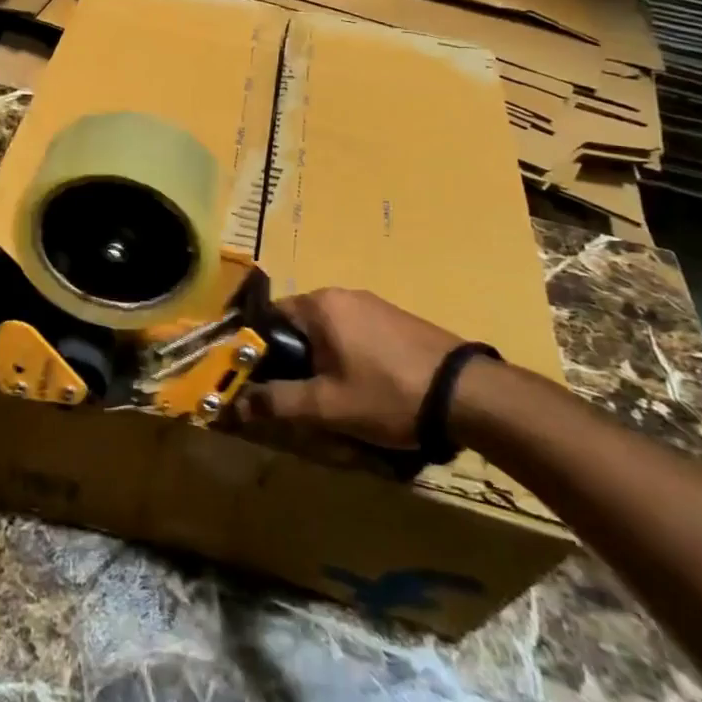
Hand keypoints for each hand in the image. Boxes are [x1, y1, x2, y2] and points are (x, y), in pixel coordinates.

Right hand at [238, 288, 465, 447]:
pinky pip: (353, 335)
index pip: (268, 318)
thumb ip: (277, 402)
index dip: (256, 351)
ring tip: (328, 399)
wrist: (468, 395)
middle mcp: (343, 295)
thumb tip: (233, 405)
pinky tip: (360, 389)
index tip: (254, 381)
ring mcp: (372, 305)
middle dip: (290, 361)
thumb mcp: (327, 406)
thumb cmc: (388, 394)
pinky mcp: (395, 320)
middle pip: (297, 326)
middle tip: (292, 397)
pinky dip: (345, 358)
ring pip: (326, 333)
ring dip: (318, 362)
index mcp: (320, 304)